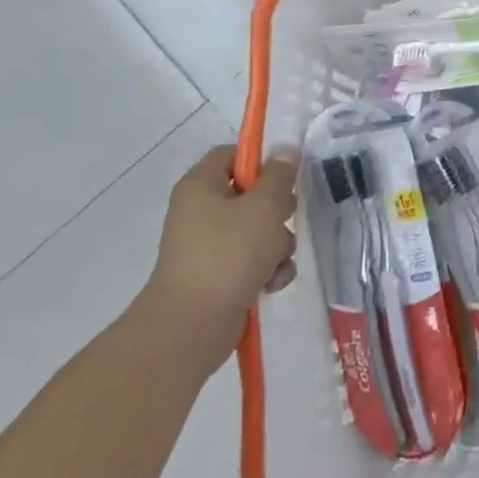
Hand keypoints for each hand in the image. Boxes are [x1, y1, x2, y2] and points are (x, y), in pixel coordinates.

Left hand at [138, 146, 298, 370]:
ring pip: (257, 229)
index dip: (261, 160)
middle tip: (286, 218)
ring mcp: (208, 246)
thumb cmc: (228, 254)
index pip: (232, 154)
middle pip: (250, 193)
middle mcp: (200, 212)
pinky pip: (252, 260)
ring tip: (278, 261)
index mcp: (201, 186)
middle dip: (277, 209)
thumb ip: (280, 176)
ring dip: (278, 244)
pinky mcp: (219, 276)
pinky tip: (272, 282)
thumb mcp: (264, 206)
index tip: (285, 175)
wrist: (192, 327)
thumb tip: (286, 150)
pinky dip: (267, 269)